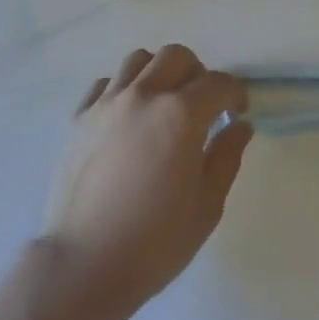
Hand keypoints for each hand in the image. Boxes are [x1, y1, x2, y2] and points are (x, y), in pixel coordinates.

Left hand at [42, 45, 251, 319]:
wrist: (85, 263)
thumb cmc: (155, 242)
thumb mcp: (207, 206)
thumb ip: (226, 157)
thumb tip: (239, 125)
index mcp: (180, 115)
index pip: (217, 83)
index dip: (235, 93)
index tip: (238, 110)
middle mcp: (143, 96)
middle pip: (176, 56)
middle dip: (198, 73)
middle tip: (202, 104)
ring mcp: (106, 103)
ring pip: (138, 60)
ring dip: (159, 73)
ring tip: (163, 104)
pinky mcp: (79, 117)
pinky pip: (105, 83)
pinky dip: (123, 88)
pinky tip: (128, 117)